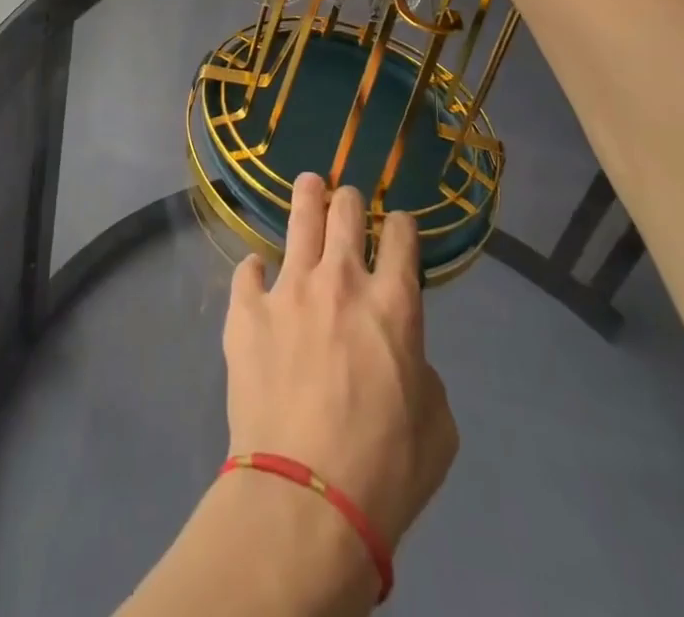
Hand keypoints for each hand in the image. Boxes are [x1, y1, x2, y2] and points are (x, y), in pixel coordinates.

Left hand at [222, 172, 458, 555]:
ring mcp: (289, 288)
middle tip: (347, 202)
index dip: (402, 225)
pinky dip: (255, 271)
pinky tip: (256, 276)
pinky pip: (248, 270)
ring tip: (309, 185)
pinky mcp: (247, 309)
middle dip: (350, 200)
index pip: (402, 236)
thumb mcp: (437, 426)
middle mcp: (342, 279)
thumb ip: (421, 370)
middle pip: (347, 211)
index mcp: (394, 303)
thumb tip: (400, 353)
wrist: (306, 498)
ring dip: (308, 197)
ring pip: (300, 218)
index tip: (399, 228)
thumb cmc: (385, 469)